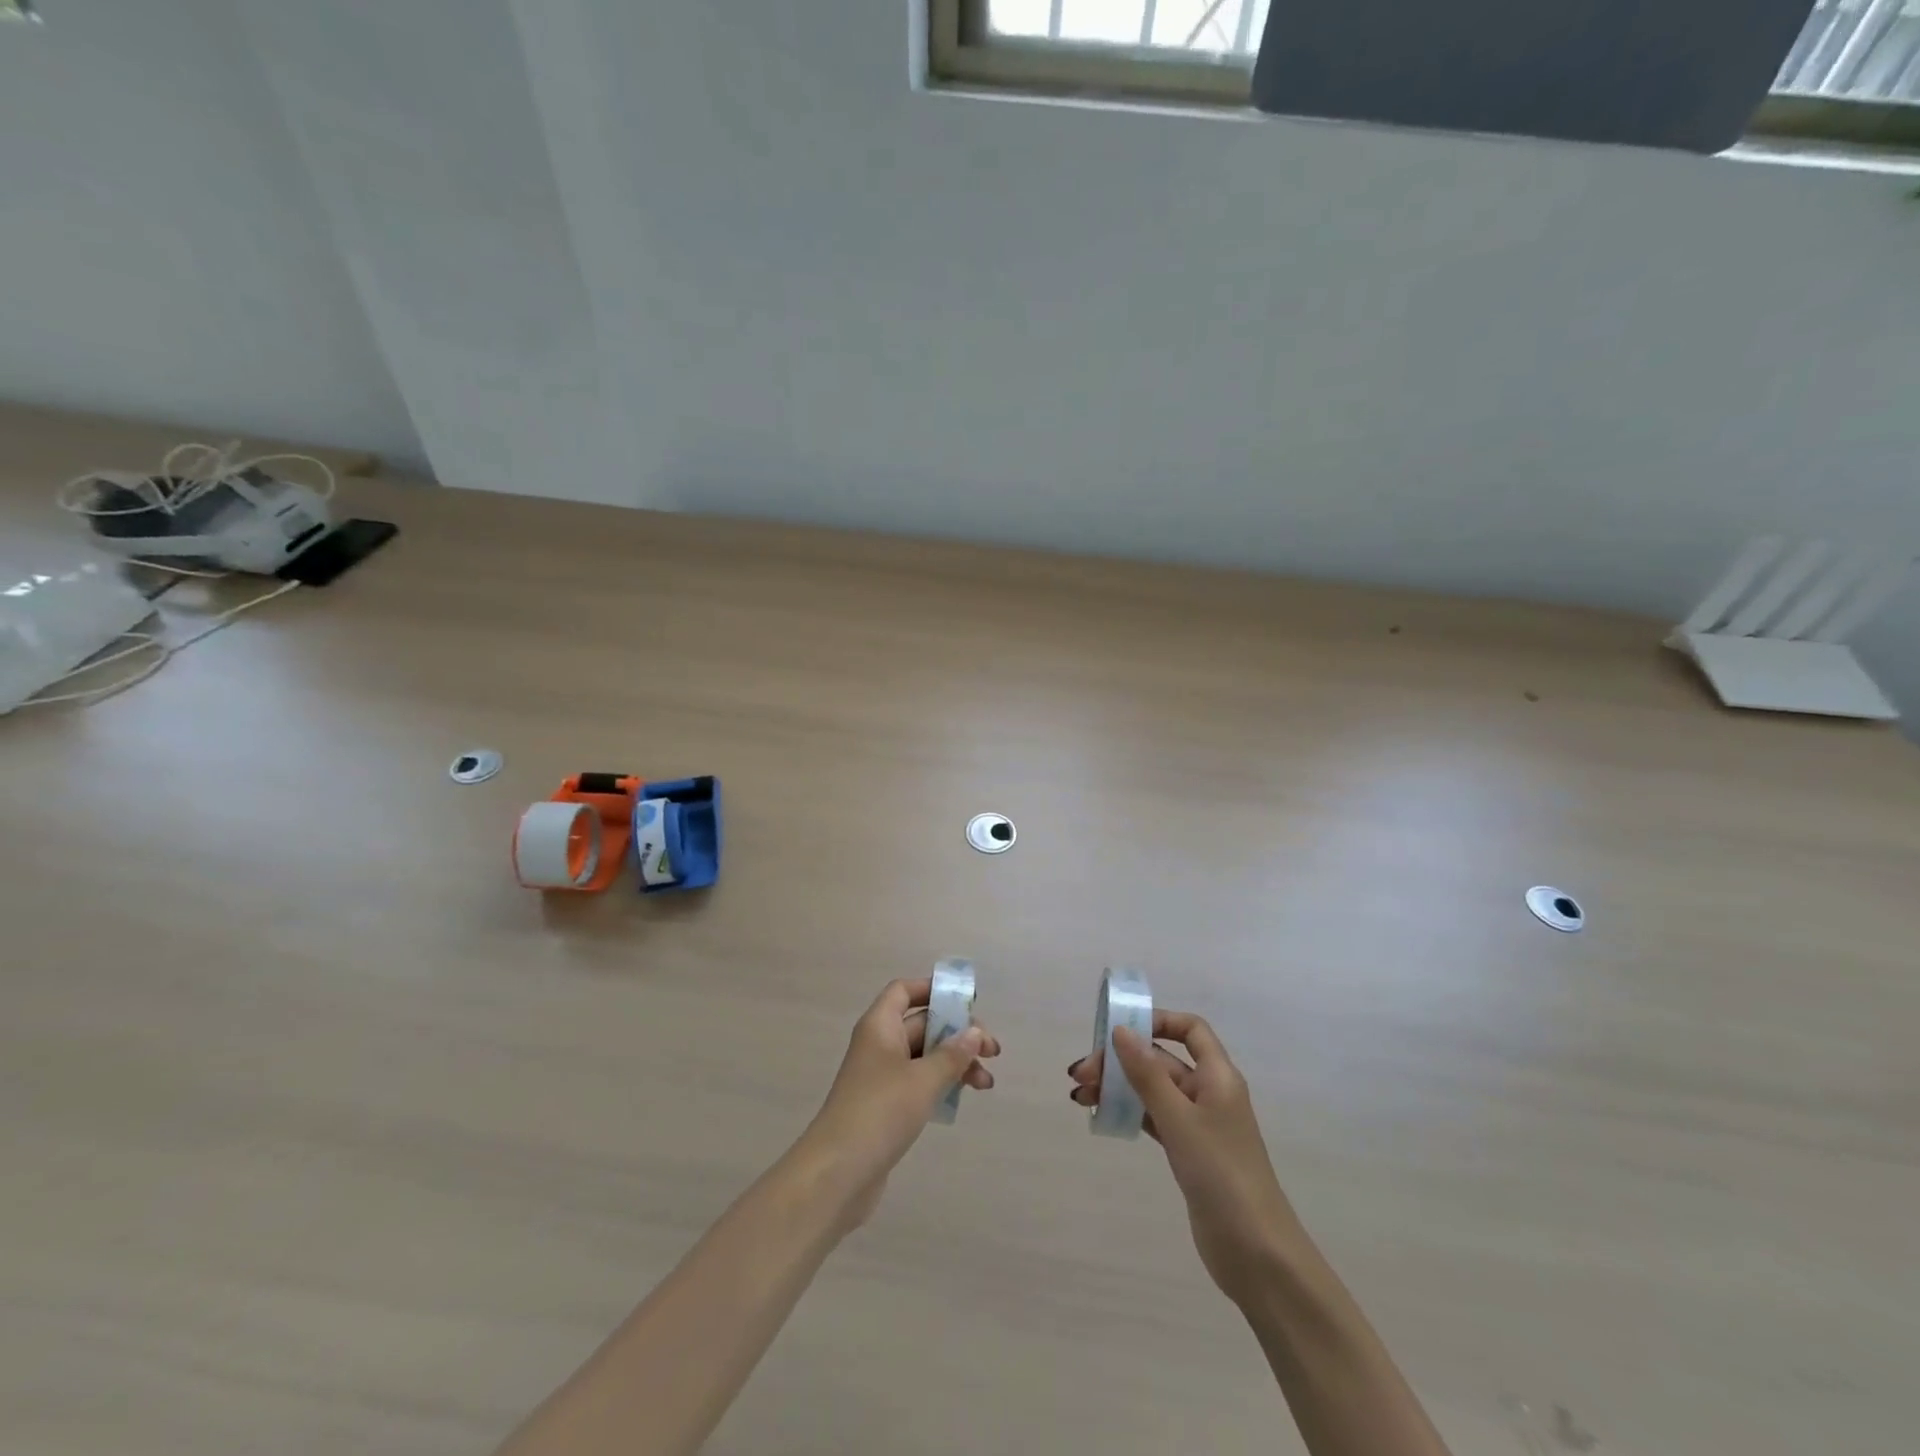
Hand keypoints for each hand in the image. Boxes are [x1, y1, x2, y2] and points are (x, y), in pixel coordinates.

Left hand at [801, 977, 1000, 1227]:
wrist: (837, 1173)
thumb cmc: (880, 1112)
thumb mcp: (923, 1079)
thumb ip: (952, 1054)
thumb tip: (974, 1032)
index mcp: (880, 1026)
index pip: (904, 991)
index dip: (933, 989)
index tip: (967, 1001)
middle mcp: (879, 1045)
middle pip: (922, 1024)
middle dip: (958, 1033)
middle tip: (992, 1051)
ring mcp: (881, 1077)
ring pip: (925, 1056)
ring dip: (955, 1063)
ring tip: (986, 1083)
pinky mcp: (885, 1107)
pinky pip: (919, 1083)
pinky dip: (942, 1085)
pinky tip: (963, 1098)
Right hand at [1069, 1010, 1296, 1305]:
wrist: (1256, 1254)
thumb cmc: (1221, 1174)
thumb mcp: (1179, 1119)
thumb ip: (1148, 1074)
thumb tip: (1121, 1030)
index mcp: (1218, 1076)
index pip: (1190, 1029)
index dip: (1157, 1021)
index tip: (1119, 1030)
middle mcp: (1210, 1093)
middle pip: (1162, 1060)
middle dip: (1121, 1060)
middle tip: (1082, 1075)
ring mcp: (1200, 1125)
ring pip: (1153, 1090)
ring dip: (1119, 1087)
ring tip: (1080, 1096)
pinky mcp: (1189, 1153)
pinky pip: (1154, 1118)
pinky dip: (1129, 1112)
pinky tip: (1102, 1116)